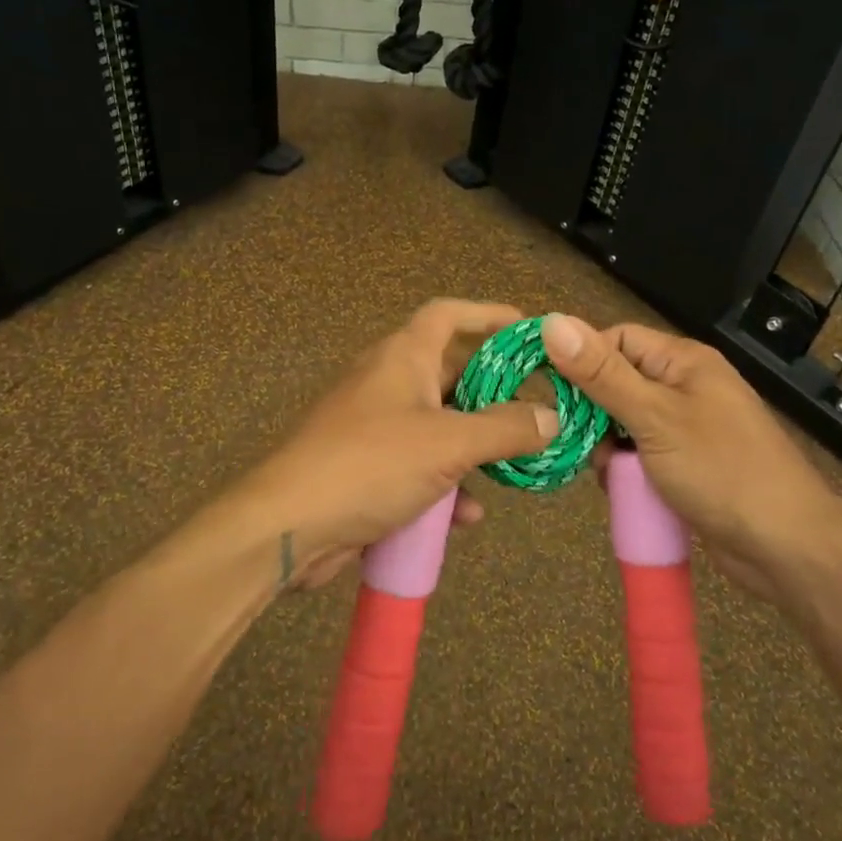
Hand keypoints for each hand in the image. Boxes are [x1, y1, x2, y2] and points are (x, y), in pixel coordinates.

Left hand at [237, 300, 558, 589]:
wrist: (289, 525)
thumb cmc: (370, 464)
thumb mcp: (447, 443)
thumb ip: (505, 429)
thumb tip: (552, 418)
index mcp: (403, 356)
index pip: (448, 314)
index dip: (488, 314)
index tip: (528, 329)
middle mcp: (388, 382)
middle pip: (450, 372)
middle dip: (493, 392)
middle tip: (536, 408)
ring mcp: (375, 425)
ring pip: (438, 424)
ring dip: (474, 445)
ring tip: (514, 465)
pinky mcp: (368, 467)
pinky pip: (419, 465)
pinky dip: (446, 484)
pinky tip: (467, 516)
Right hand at [541, 313, 841, 601]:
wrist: (787, 548)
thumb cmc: (720, 470)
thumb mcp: (653, 418)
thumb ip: (601, 373)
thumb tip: (551, 322)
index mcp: (683, 361)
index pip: (615, 341)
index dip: (581, 362)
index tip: (553, 396)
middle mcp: (685, 386)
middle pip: (617, 383)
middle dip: (594, 414)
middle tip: (584, 445)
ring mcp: (688, 428)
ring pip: (624, 424)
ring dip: (608, 448)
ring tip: (609, 475)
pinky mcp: (687, 464)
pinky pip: (641, 455)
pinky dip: (626, 470)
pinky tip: (624, 490)